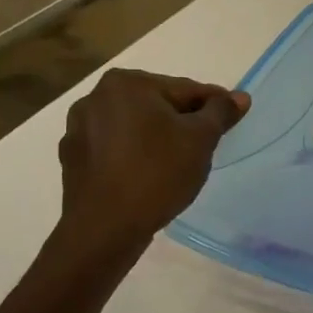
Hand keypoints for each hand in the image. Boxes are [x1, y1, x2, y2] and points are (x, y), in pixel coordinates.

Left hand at [57, 69, 248, 259]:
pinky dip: (135, 156)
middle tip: (207, 145)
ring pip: (135, 127)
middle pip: (157, 105)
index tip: (232, 120)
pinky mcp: (73, 159)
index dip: (213, 106)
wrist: (105, 229)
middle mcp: (96, 97)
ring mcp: (79, 129)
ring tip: (179, 163)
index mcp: (126, 84)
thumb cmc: (157, 173)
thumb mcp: (201, 139)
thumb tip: (240, 97)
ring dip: (158, 138)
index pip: (185, 89)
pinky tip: (149, 176)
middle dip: (183, 121)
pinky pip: (115, 149)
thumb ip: (221, 112)